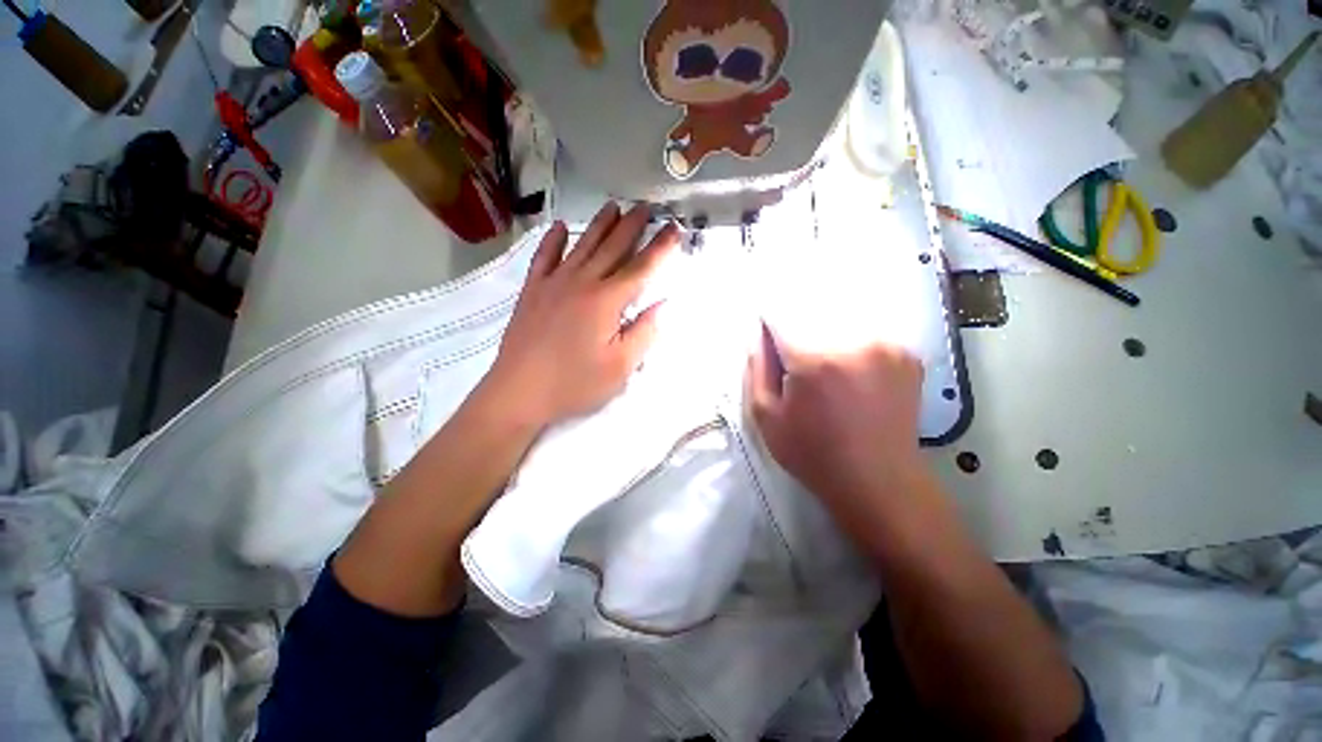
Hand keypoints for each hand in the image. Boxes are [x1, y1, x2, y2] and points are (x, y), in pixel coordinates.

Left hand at [482, 202, 679, 429]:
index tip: (675, 228)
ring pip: (582, 245)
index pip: (641, 268)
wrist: (519, 392)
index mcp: (606, 301)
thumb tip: (662, 305)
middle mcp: (582, 283)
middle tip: (646, 207)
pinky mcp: (533, 291)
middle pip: (612, 247)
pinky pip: (544, 257)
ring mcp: (553, 283)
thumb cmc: (574, 383)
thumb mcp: (620, 368)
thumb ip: (644, 333)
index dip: (661, 247)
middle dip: (632, 226)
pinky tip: (560, 227)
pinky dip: (553, 240)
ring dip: (600, 225)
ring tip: (614, 207)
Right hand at [746, 323, 926, 514]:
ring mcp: (887, 346)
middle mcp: (855, 342)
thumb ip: (757, 368)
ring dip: (825, 340)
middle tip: (798, 370)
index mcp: (815, 360)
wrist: (878, 481)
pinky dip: (851, 347)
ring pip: (839, 324)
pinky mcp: (907, 355)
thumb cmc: (813, 453)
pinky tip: (851, 377)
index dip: (769, 326)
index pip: (781, 316)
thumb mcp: (766, 417)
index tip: (768, 341)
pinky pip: (865, 336)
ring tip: (826, 376)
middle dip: (797, 335)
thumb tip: (757, 333)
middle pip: (812, 316)